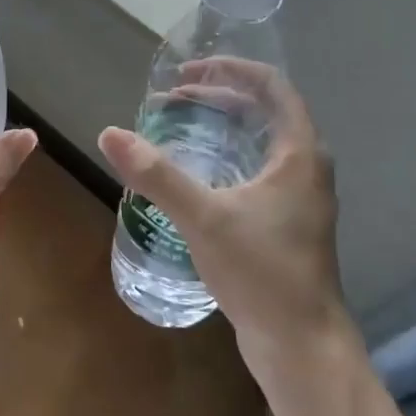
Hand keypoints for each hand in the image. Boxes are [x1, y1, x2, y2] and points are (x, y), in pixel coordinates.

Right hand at [98, 60, 348, 377]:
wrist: (300, 345)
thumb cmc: (262, 273)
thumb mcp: (204, 218)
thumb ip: (157, 175)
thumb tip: (109, 134)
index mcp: (299, 153)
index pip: (271, 86)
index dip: (229, 69)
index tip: (186, 72)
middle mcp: (306, 167)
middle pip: (263, 110)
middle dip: (217, 97)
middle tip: (170, 100)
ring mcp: (299, 196)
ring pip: (260, 141)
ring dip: (221, 126)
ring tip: (177, 126)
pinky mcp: (288, 221)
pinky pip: (257, 168)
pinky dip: (226, 155)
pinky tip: (195, 173)